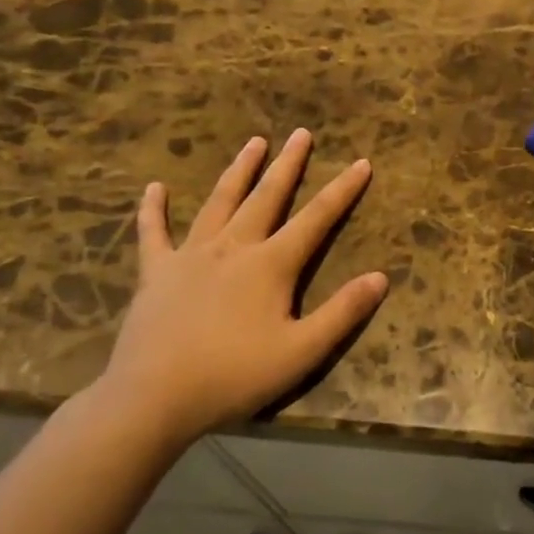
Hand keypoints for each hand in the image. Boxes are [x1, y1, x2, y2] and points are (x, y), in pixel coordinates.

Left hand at [99, 129, 387, 443]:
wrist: (152, 399)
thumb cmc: (234, 376)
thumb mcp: (301, 352)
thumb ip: (343, 312)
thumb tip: (381, 277)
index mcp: (271, 264)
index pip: (317, 219)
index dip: (343, 190)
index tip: (362, 162)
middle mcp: (234, 247)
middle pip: (267, 197)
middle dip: (289, 165)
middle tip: (301, 133)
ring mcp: (191, 256)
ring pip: (220, 202)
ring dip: (239, 171)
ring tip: (254, 142)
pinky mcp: (156, 273)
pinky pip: (154, 233)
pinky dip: (153, 210)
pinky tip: (154, 188)